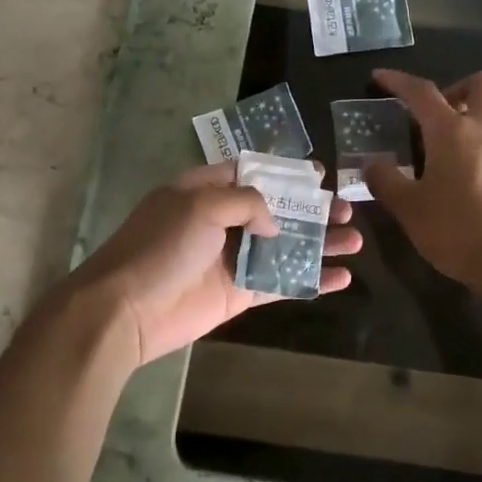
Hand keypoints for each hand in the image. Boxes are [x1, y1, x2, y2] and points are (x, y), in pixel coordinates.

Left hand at [65, 162, 360, 368]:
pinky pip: (280, 283)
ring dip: (318, 243)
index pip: (249, 172)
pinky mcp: (238, 293)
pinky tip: (341, 278)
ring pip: (284, 246)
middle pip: (275, 209)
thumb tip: (273, 223)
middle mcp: (220, 221)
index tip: (319, 172)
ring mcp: (231, 259)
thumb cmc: (161, 246)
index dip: (284, 171)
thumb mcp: (200, 205)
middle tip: (346, 209)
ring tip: (355, 239)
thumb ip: (246, 203)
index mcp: (203, 191)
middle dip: (311, 208)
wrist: (126, 310)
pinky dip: (310, 280)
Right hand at [363, 68, 481, 294]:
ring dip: (463, 123)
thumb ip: (386, 181)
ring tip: (434, 158)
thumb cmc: (458, 229)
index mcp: (453, 131)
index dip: (398, 81)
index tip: (379, 78)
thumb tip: (372, 165)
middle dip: (454, 89)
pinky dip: (475, 149)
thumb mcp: (409, 208)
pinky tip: (458, 182)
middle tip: (429, 117)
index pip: (422, 92)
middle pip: (480, 84)